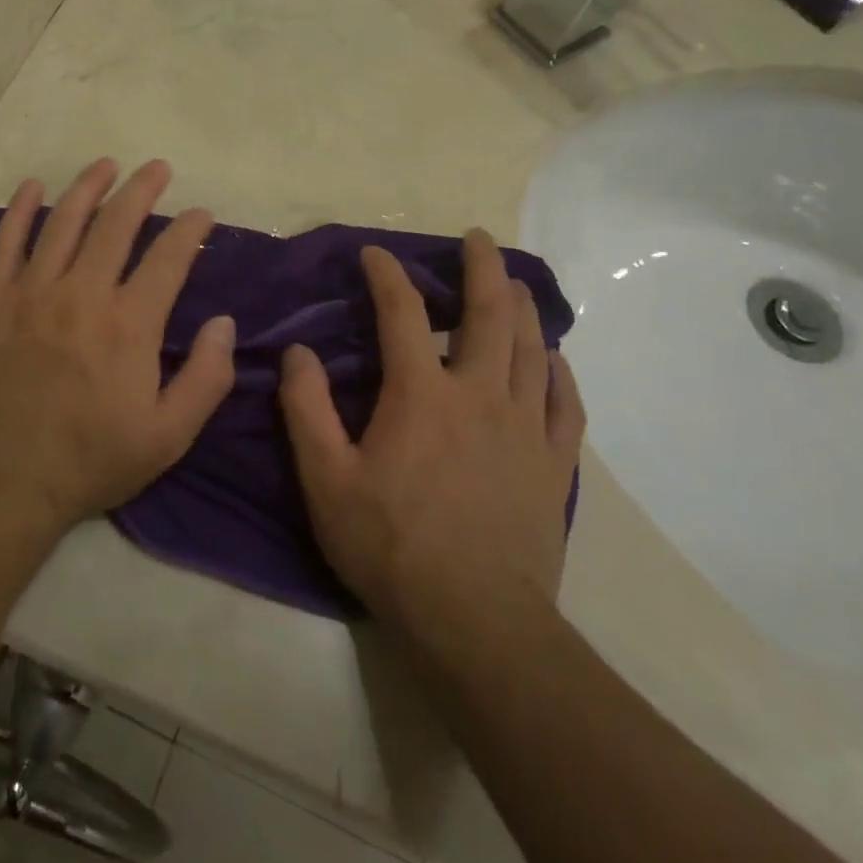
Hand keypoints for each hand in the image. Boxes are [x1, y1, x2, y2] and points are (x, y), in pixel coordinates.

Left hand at [0, 158, 237, 530]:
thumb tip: (223, 322)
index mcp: (129, 324)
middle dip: (142, 190)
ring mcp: (33, 293)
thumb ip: (206, 378)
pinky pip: (5, 244)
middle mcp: (82, 294)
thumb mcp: (169, 435)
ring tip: (106, 165)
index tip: (202, 213)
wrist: (6, 479)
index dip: (190, 229)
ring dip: (87, 187)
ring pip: (62, 222)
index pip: (168, 258)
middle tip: (157, 168)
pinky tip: (32, 187)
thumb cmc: (93, 459)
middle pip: (116, 225)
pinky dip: (19, 211)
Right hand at [278, 231, 585, 628]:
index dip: (387, 274)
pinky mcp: (553, 465)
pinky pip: (566, 404)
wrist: (476, 623)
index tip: (374, 252)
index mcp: (421, 394)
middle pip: (489, 314)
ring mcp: (525, 428)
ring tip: (514, 284)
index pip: (402, 312)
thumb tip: (297, 353)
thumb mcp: (325, 480)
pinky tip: (553, 360)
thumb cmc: (390, 546)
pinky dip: (559, 372)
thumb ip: (306, 409)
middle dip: (482, 268)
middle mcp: (479, 395)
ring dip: (522, 308)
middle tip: (478, 239)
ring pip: (532, 349)